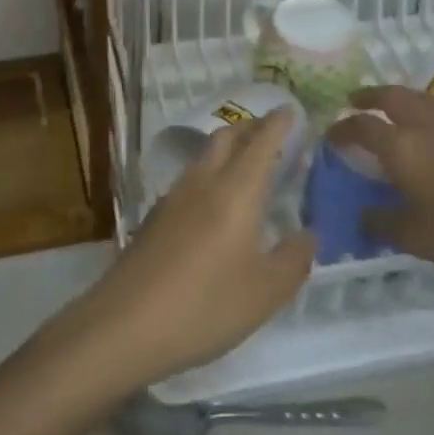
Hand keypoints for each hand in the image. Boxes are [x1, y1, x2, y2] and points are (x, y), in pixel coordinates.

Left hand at [54, 110, 314, 393]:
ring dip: (228, 149)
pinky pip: (190, 180)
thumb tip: (308, 233)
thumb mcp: (265, 292)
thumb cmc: (205, 306)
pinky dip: (211, 174)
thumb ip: (293, 259)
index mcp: (236, 191)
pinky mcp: (155, 217)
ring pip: (205, 156)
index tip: (291, 110)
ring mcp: (173, 197)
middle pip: (227, 137)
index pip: (261, 142)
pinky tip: (215, 204)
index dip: (278, 124)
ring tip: (248, 166)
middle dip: (251, 128)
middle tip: (273, 133)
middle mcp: (203, 182)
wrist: (124, 324)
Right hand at [328, 85, 433, 283]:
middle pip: (392, 96)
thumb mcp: (415, 238)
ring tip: (397, 105)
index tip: (331, 135)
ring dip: (403, 96)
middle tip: (356, 100)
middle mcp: (427, 126)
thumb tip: (365, 215)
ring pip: (424, 97)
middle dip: (370, 96)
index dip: (342, 128)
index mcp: (402, 148)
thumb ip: (382, 223)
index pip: (362, 126)